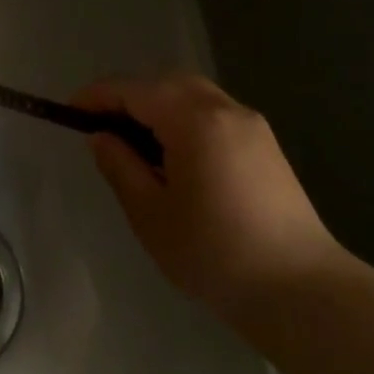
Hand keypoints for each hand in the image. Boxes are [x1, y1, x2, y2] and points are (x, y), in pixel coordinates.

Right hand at [74, 75, 343, 323]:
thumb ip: (120, 166)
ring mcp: (251, 125)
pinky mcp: (266, 145)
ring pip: (192, 94)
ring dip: (158, 105)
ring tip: (135, 141)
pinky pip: (213, 112)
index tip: (70, 112)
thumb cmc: (215, 253)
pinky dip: (184, 117)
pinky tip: (175, 154)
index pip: (134, 90)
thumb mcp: (151, 214)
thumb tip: (102, 136)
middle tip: (101, 125)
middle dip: (129, 96)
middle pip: (166, 83)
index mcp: (194, 119)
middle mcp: (225, 109)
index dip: (98, 96)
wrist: (302, 291)